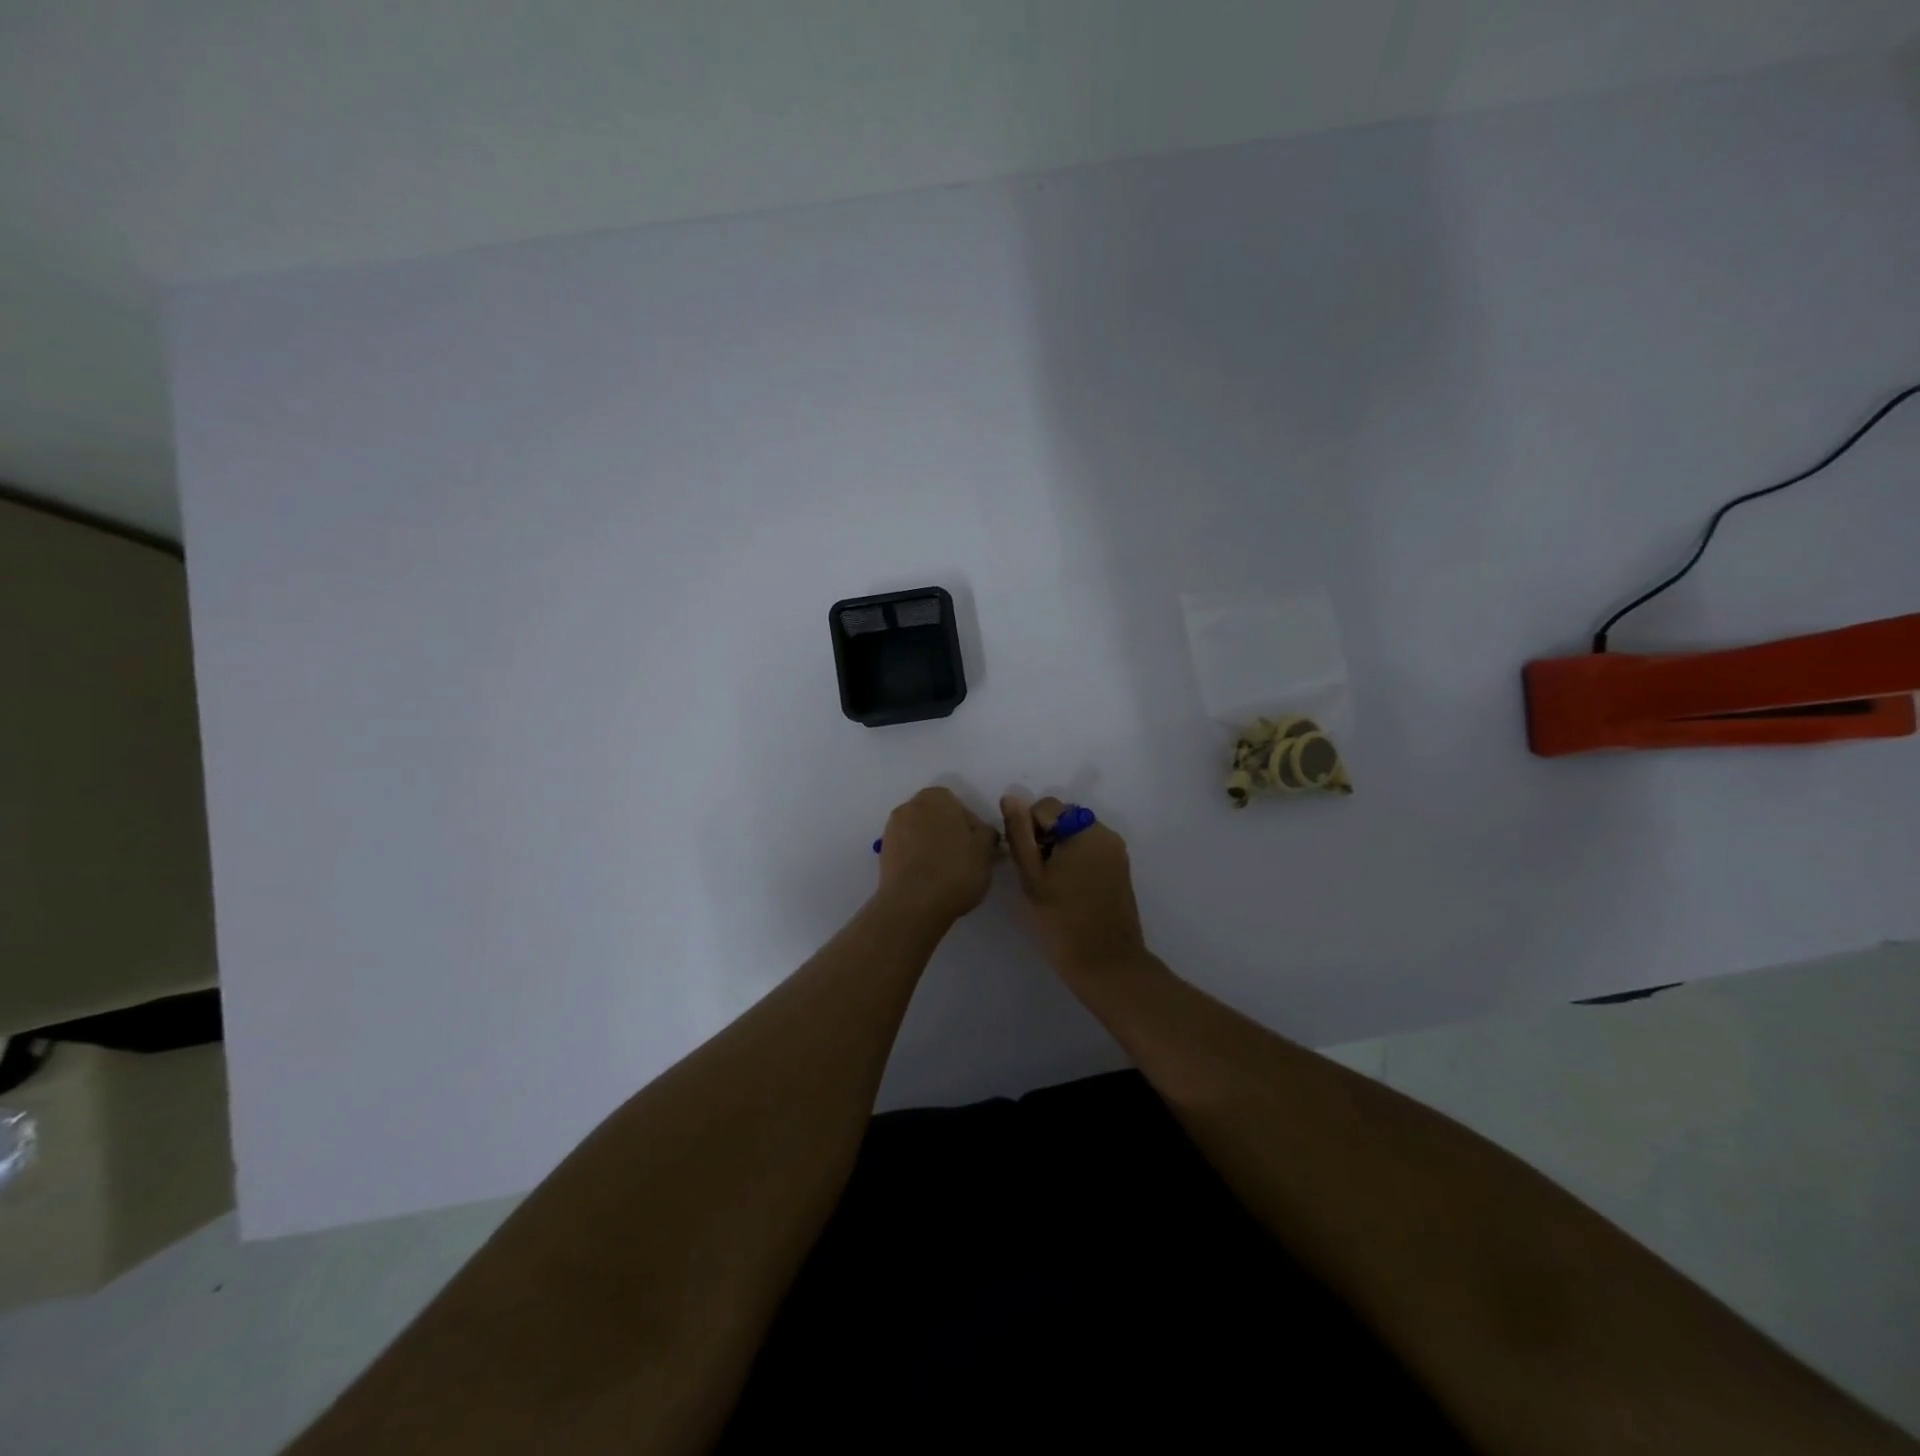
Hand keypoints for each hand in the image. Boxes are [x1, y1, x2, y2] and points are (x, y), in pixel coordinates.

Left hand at [874, 787, 999, 926]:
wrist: (913, 904)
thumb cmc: (955, 870)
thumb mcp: (985, 850)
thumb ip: (986, 833)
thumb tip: (981, 832)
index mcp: (936, 797)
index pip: (959, 806)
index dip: (971, 827)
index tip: (977, 848)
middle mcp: (910, 806)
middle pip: (937, 818)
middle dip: (949, 833)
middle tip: (964, 859)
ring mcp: (892, 829)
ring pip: (920, 834)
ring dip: (932, 846)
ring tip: (945, 873)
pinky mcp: (883, 853)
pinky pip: (907, 851)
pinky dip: (917, 860)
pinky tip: (929, 880)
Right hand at [1000, 794, 1149, 979]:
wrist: (1105, 964)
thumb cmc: (1062, 920)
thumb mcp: (1032, 876)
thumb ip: (1019, 833)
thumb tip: (1010, 796)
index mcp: (1085, 830)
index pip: (1045, 807)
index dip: (1029, 831)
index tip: (1028, 863)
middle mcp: (1106, 833)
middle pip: (1063, 818)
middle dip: (1045, 838)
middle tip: (1038, 876)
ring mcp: (1116, 852)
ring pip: (1075, 835)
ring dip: (1059, 850)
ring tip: (1052, 886)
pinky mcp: (1120, 870)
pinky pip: (1090, 852)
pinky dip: (1075, 862)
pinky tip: (1068, 891)